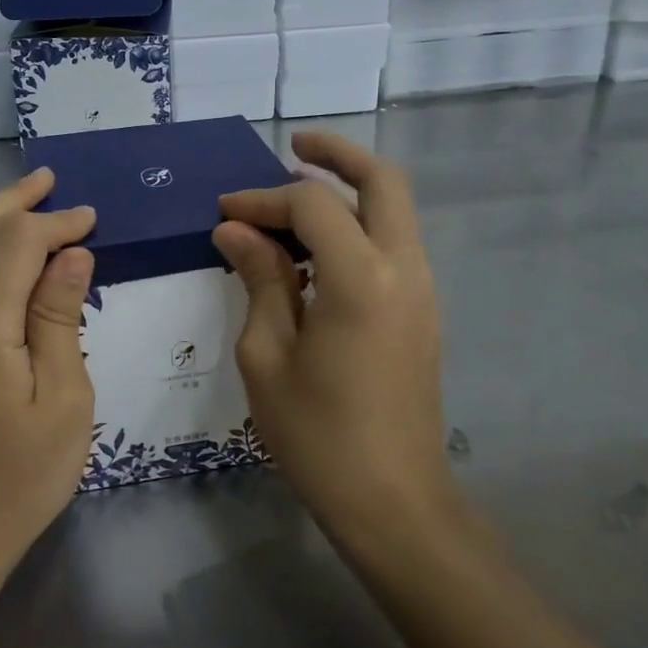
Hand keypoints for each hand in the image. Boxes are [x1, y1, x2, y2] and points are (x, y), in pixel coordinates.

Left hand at [0, 168, 95, 569]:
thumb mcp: (64, 399)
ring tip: (32, 209)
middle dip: (12, 201)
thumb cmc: (21, 478)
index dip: (55, 222)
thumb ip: (61, 318)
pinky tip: (8, 270)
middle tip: (50, 181)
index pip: (16, 244)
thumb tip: (71, 254)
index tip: (92, 218)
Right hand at [213, 132, 453, 548]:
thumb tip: (236, 229)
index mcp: (361, 278)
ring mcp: (422, 290)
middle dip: (338, 154)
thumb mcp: (267, 354)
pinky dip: (357, 227)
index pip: (312, 204)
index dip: (263, 198)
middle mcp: (403, 269)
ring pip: (394, 211)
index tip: (224, 212)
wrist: (393, 502)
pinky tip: (314, 251)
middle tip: (294, 145)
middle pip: (383, 182)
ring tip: (292, 202)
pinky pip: (392, 244)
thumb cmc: (318, 434)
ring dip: (348, 192)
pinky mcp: (422, 311)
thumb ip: (259, 279)